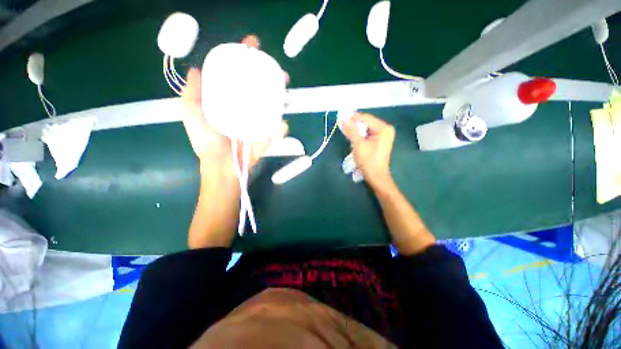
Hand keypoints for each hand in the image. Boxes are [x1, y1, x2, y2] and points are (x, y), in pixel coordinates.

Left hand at [180, 35, 287, 173]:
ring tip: (286, 90)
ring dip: (283, 98)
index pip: (239, 76)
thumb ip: (191, 94)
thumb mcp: (192, 115)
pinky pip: (277, 130)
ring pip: (273, 107)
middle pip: (261, 89)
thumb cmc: (206, 142)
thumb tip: (196, 70)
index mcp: (230, 100)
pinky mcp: (266, 137)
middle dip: (272, 78)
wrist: (222, 165)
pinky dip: (281, 127)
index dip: (245, 60)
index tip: (252, 46)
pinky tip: (283, 123)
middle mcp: (246, 108)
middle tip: (279, 72)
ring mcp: (258, 122)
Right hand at [340, 113, 394, 188]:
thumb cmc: (368, 161)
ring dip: (356, 130)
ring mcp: (384, 135)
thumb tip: (342, 118)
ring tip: (346, 132)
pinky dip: (360, 135)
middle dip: (355, 124)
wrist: (376, 176)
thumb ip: (351, 130)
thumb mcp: (358, 144)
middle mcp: (386, 129)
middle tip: (343, 126)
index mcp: (384, 128)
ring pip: (367, 128)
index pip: (366, 118)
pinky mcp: (380, 140)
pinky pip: (368, 133)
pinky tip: (354, 138)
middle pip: (367, 122)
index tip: (341, 118)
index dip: (353, 117)